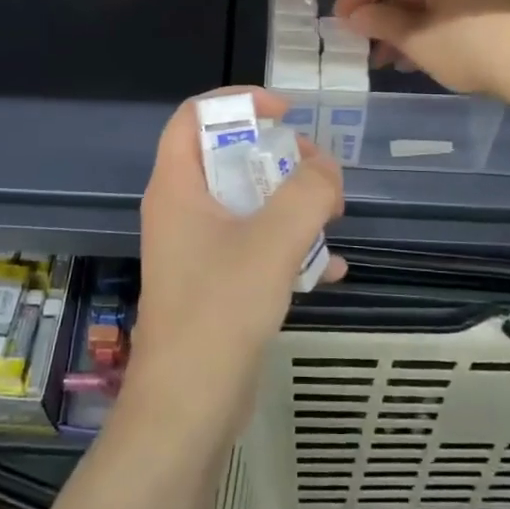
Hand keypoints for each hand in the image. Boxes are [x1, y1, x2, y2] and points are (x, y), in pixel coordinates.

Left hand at [130, 89, 345, 421]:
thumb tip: (326, 169)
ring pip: (245, 203)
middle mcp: (181, 210)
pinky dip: (289, 247)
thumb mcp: (273, 241)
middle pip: (226, 156)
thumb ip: (307, 193)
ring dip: (289, 202)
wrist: (189, 407)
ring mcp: (196, 249)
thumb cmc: (221, 310)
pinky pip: (254, 246)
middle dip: (277, 155)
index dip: (237, 101)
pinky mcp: (214, 283)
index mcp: (177, 186)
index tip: (283, 112)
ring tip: (332, 213)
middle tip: (317, 169)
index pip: (193, 115)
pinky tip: (331, 269)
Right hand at [333, 0, 509, 106]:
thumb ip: (381, 23)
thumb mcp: (418, 39)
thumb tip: (356, 16)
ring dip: (406, 25)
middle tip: (365, 44)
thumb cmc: (473, 46)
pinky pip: (453, 3)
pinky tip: (422, 54)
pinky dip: (432, 25)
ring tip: (391, 59)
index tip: (339, 20)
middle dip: (382, 15)